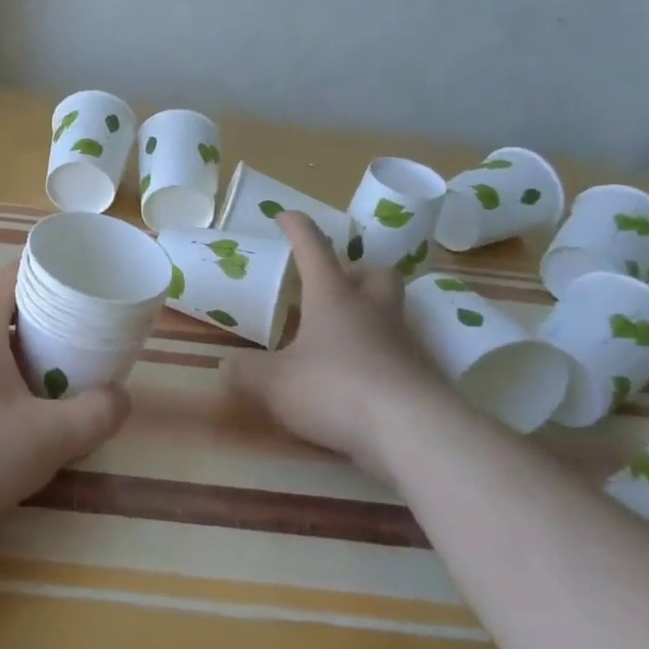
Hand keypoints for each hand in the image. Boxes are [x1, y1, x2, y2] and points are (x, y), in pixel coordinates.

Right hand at [223, 213, 455, 479]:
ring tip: (342, 339)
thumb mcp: (274, 384)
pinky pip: (400, 355)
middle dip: (356, 271)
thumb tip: (226, 367)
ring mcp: (404, 343)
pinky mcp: (422, 377)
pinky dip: (380, 359)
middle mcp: (372, 310)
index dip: (297, 227)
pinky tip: (362, 383)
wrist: (414, 432)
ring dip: (370, 315)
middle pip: (375, 273)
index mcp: (333, 297)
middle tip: (334, 286)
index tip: (284, 216)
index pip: (313, 247)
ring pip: (392, 312)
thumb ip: (246, 372)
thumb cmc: (336, 389)